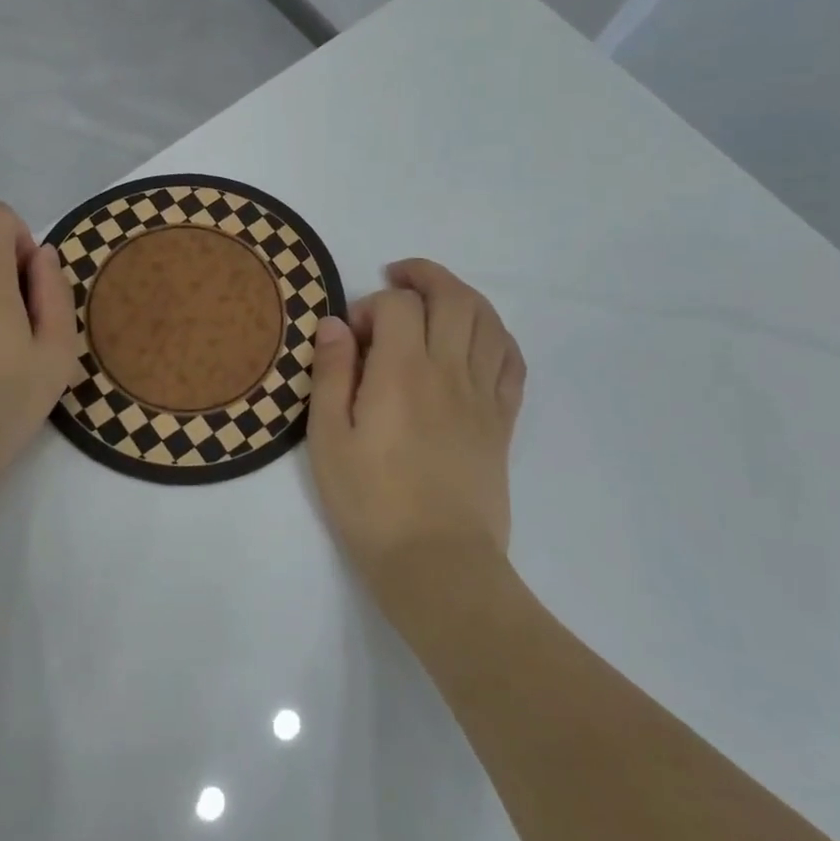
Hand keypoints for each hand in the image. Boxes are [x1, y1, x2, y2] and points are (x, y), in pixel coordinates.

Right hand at [308, 259, 526, 596]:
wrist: (437, 564)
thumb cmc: (371, 503)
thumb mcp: (328, 439)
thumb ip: (331, 374)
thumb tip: (335, 325)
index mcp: (402, 373)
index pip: (399, 305)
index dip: (373, 305)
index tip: (352, 336)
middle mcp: (449, 371)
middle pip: (453, 297)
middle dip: (424, 277)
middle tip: (397, 279)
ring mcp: (482, 395)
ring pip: (488, 321)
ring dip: (462, 296)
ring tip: (436, 298)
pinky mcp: (502, 421)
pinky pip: (511, 361)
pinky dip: (496, 335)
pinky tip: (477, 338)